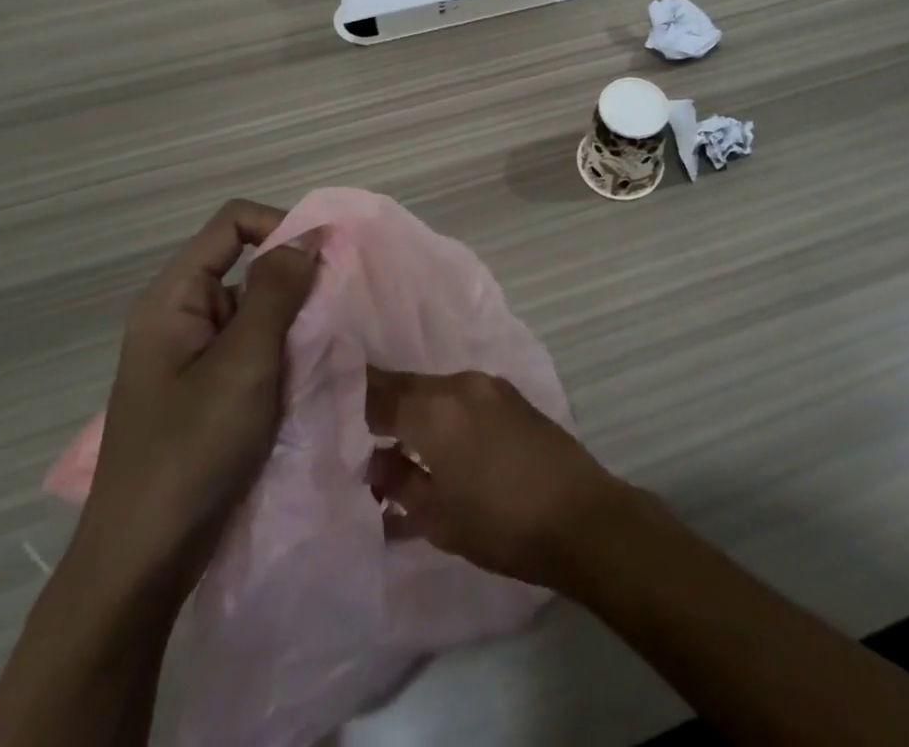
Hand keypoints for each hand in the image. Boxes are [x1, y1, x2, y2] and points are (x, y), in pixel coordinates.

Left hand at [78, 200, 318, 588]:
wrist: (141, 564)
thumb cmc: (191, 453)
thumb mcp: (244, 364)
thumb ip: (277, 292)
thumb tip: (308, 234)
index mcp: (173, 299)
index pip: (232, 223)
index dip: (281, 226)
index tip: (327, 258)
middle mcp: (179, 316)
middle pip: (244, 263)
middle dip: (292, 279)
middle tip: (332, 312)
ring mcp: (190, 355)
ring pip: (253, 308)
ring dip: (291, 320)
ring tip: (321, 350)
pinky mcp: (204, 389)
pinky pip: (250, 346)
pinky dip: (281, 351)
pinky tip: (303, 378)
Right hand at [365, 368, 631, 588]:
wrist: (580, 516)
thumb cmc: (501, 524)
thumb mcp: (437, 516)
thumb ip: (398, 482)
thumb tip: (373, 461)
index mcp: (434, 409)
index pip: (378, 393)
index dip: (351, 401)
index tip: (327, 411)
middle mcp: (459, 384)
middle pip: (406, 386)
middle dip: (380, 406)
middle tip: (356, 433)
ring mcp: (488, 385)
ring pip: (434, 390)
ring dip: (412, 410)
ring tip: (394, 446)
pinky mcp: (509, 396)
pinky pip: (460, 395)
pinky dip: (441, 412)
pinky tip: (436, 444)